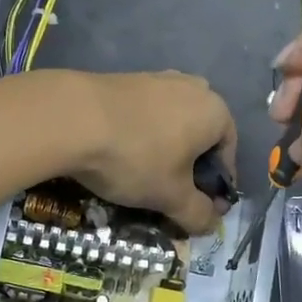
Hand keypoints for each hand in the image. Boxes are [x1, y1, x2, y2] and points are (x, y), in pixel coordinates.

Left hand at [65, 71, 236, 235]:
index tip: (202, 209)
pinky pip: (146, 114)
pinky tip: (122, 153)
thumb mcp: (171, 196)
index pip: (228, 155)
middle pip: (200, 136)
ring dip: (165, 150)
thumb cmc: (136, 157)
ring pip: (172, 124)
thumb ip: (198, 213)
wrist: (73, 117)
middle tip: (172, 193)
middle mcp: (193, 88)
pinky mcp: (128, 78)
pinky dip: (142, 135)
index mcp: (216, 112)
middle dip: (191, 166)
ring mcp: (159, 78)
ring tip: (144, 175)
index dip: (217, 187)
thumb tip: (211, 223)